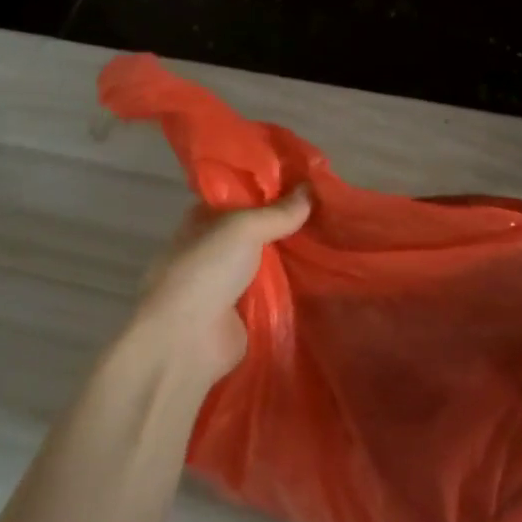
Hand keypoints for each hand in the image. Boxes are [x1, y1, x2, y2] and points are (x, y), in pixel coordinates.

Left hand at [130, 189, 311, 383]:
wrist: (186, 340)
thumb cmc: (206, 270)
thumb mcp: (243, 228)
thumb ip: (278, 212)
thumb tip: (310, 188)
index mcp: (203, 220)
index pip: (240, 196)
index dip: (270, 188)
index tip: (308, 181)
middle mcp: (214, 248)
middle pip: (257, 229)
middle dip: (288, 222)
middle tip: (329, 209)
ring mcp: (227, 282)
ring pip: (268, 260)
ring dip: (294, 254)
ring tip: (335, 238)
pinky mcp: (243, 313)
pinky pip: (275, 291)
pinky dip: (294, 285)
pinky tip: (326, 274)